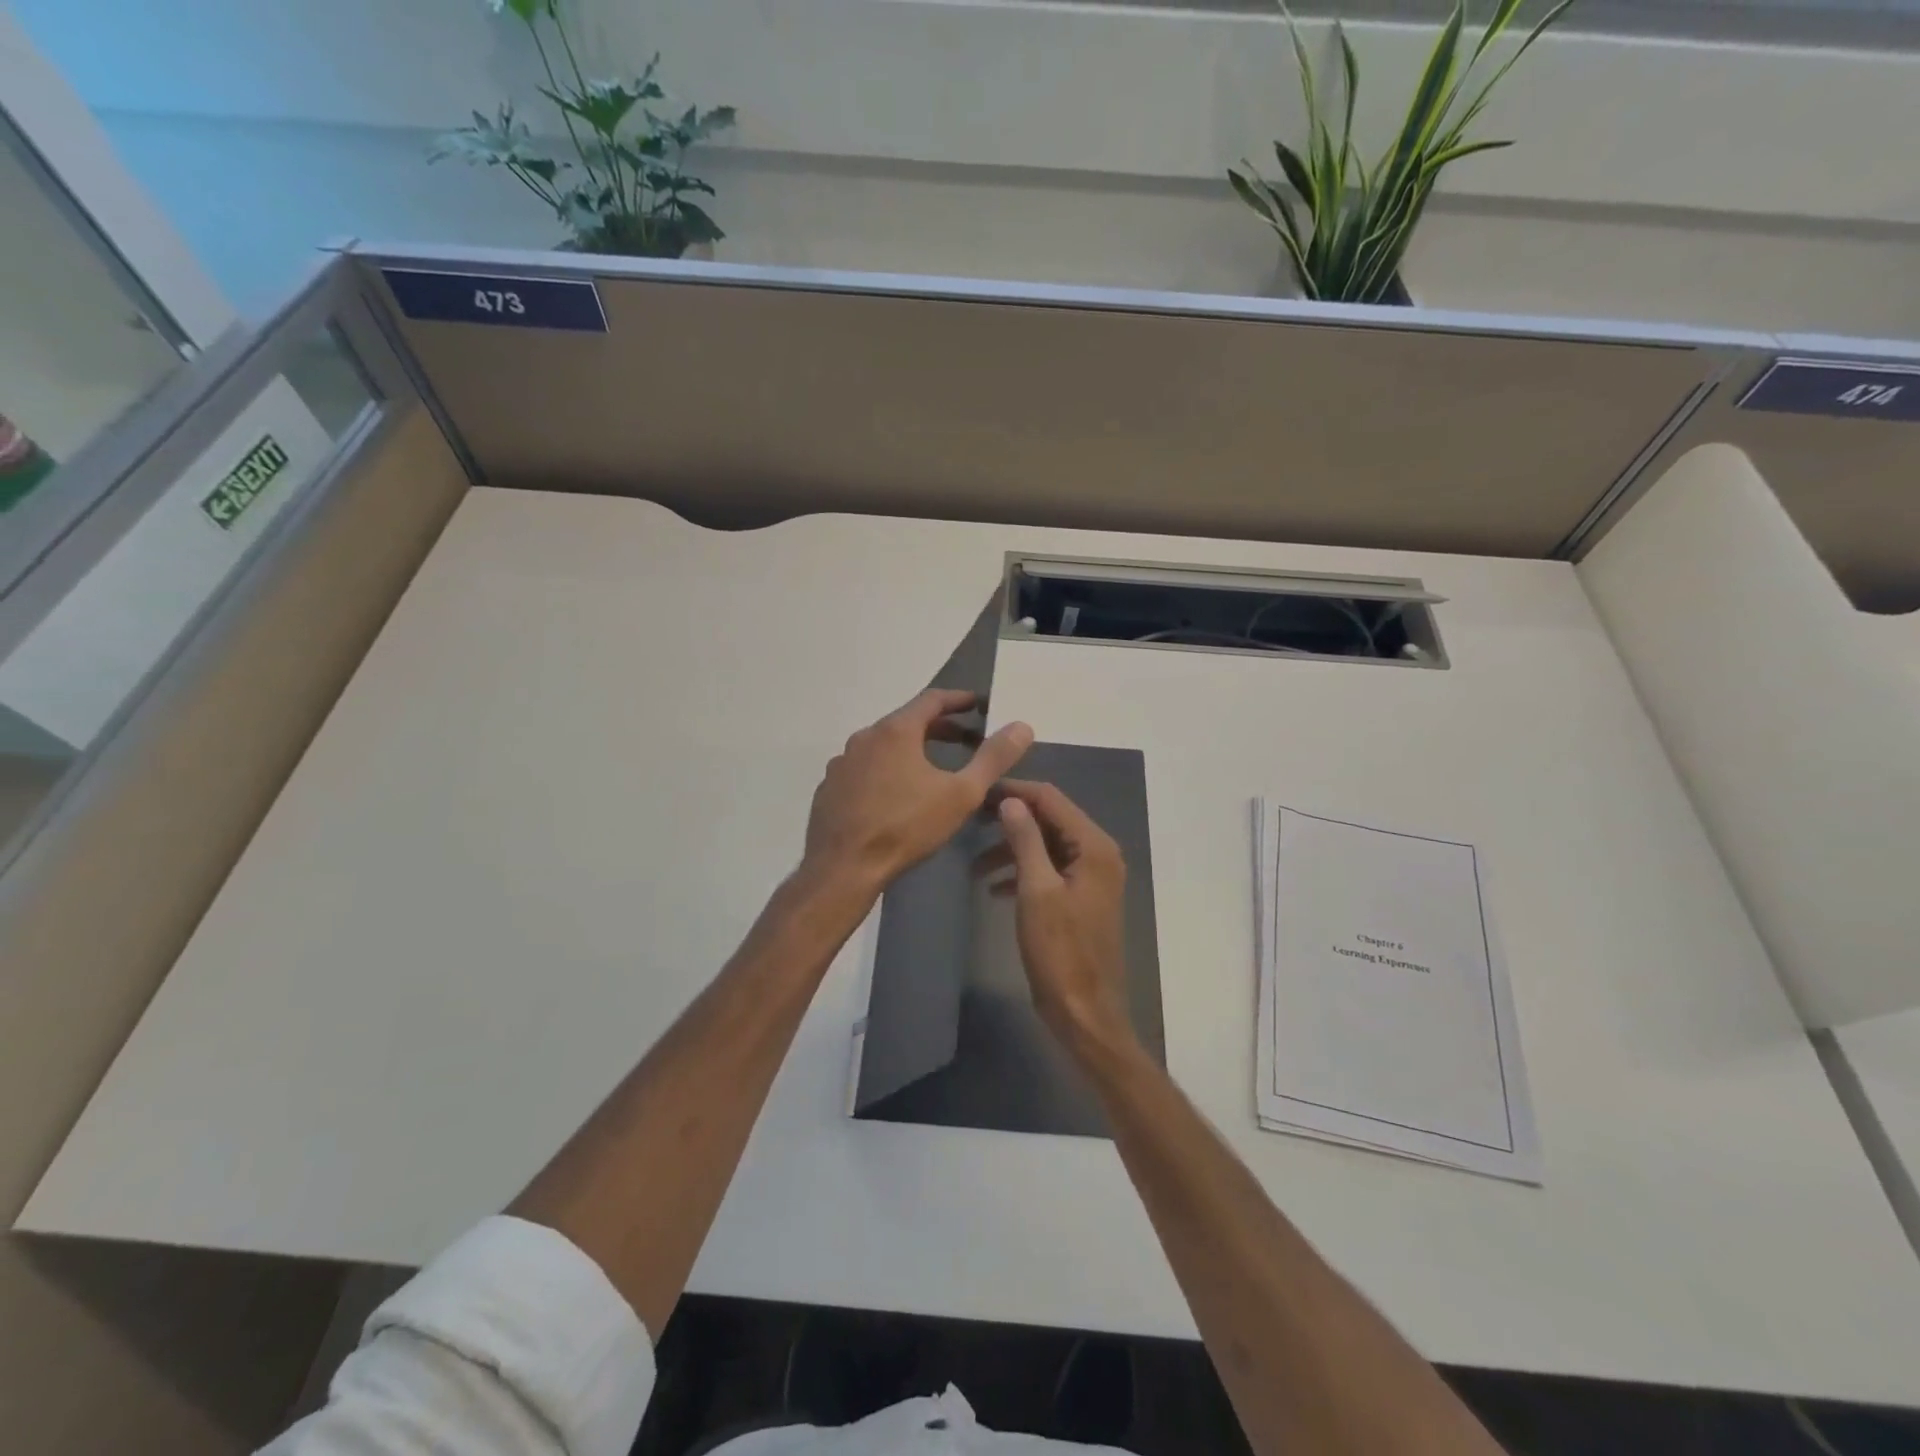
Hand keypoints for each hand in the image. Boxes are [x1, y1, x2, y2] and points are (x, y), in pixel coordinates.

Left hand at [804, 689, 1033, 895]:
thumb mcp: (961, 794)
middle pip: (906, 721)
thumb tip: (1022, 727)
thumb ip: (993, 758)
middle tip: (965, 738)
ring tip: (932, 766)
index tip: (977, 704)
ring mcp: (842, 763)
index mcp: (895, 730)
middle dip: (938, 727)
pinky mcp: (829, 788)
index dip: (958, 700)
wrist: (844, 867)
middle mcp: (864, 737)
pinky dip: (885, 770)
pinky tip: (895, 794)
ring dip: (910, 749)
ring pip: (882, 746)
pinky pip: (864, 769)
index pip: (931, 700)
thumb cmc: (906, 826)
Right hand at [981, 780, 1136, 1058]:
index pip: (1051, 799)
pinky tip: (993, 887)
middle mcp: (1098, 853)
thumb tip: (1010, 801)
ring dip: (1012, 848)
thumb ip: (1024, 839)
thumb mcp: (1036, 890)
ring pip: (1046, 845)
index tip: (978, 793)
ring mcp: (1091, 876)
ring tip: (973, 862)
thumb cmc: (1060, 950)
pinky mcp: (1080, 897)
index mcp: (1093, 846)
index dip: (1014, 791)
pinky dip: (1022, 872)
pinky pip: (1049, 870)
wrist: (1084, 1011)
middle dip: (1010, 819)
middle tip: (971, 821)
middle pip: (1050, 819)